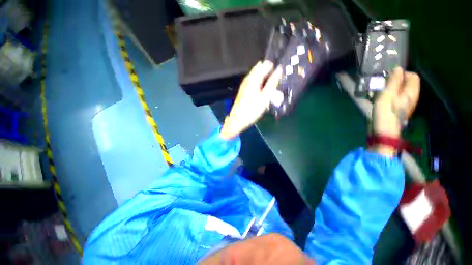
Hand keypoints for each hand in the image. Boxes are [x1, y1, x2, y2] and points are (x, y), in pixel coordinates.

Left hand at [220, 61, 281, 139]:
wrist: (237, 120)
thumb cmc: (252, 110)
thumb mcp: (265, 98)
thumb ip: (272, 83)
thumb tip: (279, 69)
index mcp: (254, 79)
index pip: (265, 65)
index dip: (274, 66)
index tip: (281, 73)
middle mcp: (248, 79)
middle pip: (259, 68)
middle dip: (269, 71)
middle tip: (276, 80)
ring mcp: (244, 84)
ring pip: (256, 75)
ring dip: (264, 77)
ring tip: (271, 85)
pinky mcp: (243, 90)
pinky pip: (253, 81)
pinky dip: (259, 82)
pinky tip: (262, 90)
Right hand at [371, 67, 420, 155]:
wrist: (382, 132)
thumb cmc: (385, 113)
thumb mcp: (388, 95)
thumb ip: (394, 81)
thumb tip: (398, 68)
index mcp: (411, 92)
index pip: (412, 76)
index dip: (401, 73)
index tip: (388, 77)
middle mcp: (410, 97)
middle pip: (405, 83)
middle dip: (394, 81)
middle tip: (382, 85)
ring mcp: (404, 104)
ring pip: (399, 90)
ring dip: (389, 88)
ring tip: (378, 92)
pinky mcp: (396, 109)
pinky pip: (394, 97)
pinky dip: (387, 95)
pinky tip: (378, 99)